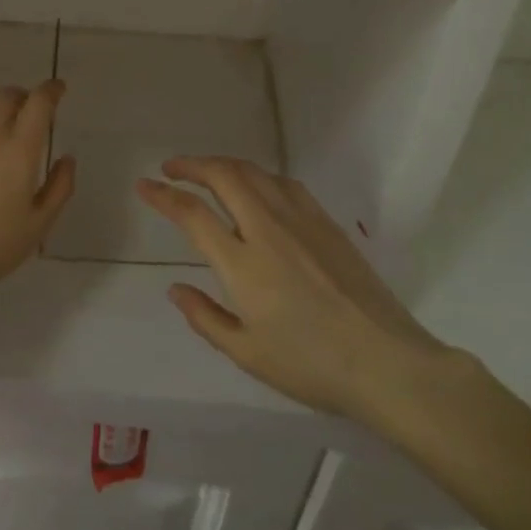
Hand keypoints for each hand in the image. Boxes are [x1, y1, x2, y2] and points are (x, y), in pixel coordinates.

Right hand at [137, 157, 454, 419]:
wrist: (386, 362)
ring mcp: (301, 221)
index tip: (144, 186)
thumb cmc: (311, 365)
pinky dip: (259, 176)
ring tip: (208, 172)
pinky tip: (257, 187)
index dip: (163, 195)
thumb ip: (206, 317)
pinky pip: (284, 184)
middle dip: (192, 165)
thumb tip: (175, 289)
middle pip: (224, 176)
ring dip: (224, 165)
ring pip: (255, 173)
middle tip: (172, 168)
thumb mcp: (247, 353)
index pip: (193, 214)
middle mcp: (267, 230)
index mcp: (243, 263)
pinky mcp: (326, 223)